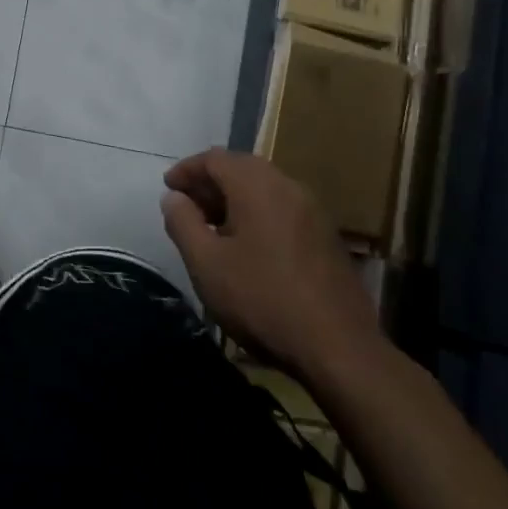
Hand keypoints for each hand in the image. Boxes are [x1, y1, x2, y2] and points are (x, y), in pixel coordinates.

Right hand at [160, 148, 381, 384]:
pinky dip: (257, 213)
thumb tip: (173, 198)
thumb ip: (183, 223)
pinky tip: (246, 245)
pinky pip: (283, 209)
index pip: (216, 159)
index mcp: (258, 187)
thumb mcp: (206, 264)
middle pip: (243, 168)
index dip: (187, 169)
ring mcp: (314, 213)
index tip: (168, 188)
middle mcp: (289, 189)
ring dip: (234, 198)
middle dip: (210, 182)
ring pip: (265, 188)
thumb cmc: (262, 300)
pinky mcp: (327, 238)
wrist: (339, 349)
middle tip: (187, 205)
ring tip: (212, 226)